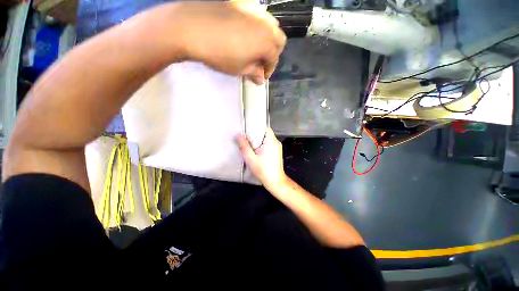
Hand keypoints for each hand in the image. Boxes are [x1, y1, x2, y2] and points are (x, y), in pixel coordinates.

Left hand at [168, 2, 285, 83]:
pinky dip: (257, 27)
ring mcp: (254, 10)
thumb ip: (253, 73)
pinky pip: (257, 15)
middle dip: (272, 53)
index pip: (274, 58)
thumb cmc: (219, 54)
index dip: (269, 69)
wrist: (191, 27)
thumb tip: (260, 78)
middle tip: (261, 62)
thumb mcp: (239, 69)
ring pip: (270, 25)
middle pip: (278, 40)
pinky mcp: (242, 3)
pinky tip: (245, 33)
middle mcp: (264, 24)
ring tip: (254, 48)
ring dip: (266, 39)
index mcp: (266, 42)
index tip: (261, 76)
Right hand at [237, 128, 287, 187]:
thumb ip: (244, 146)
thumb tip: (239, 135)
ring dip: (258, 141)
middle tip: (247, 140)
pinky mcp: (277, 152)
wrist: (275, 181)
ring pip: (266, 139)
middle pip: (265, 133)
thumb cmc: (263, 170)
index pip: (265, 128)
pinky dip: (262, 146)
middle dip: (256, 136)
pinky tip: (256, 152)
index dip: (256, 127)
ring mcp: (277, 147)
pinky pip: (269, 144)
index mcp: (271, 141)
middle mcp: (276, 142)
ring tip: (251, 147)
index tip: (248, 131)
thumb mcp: (250, 158)